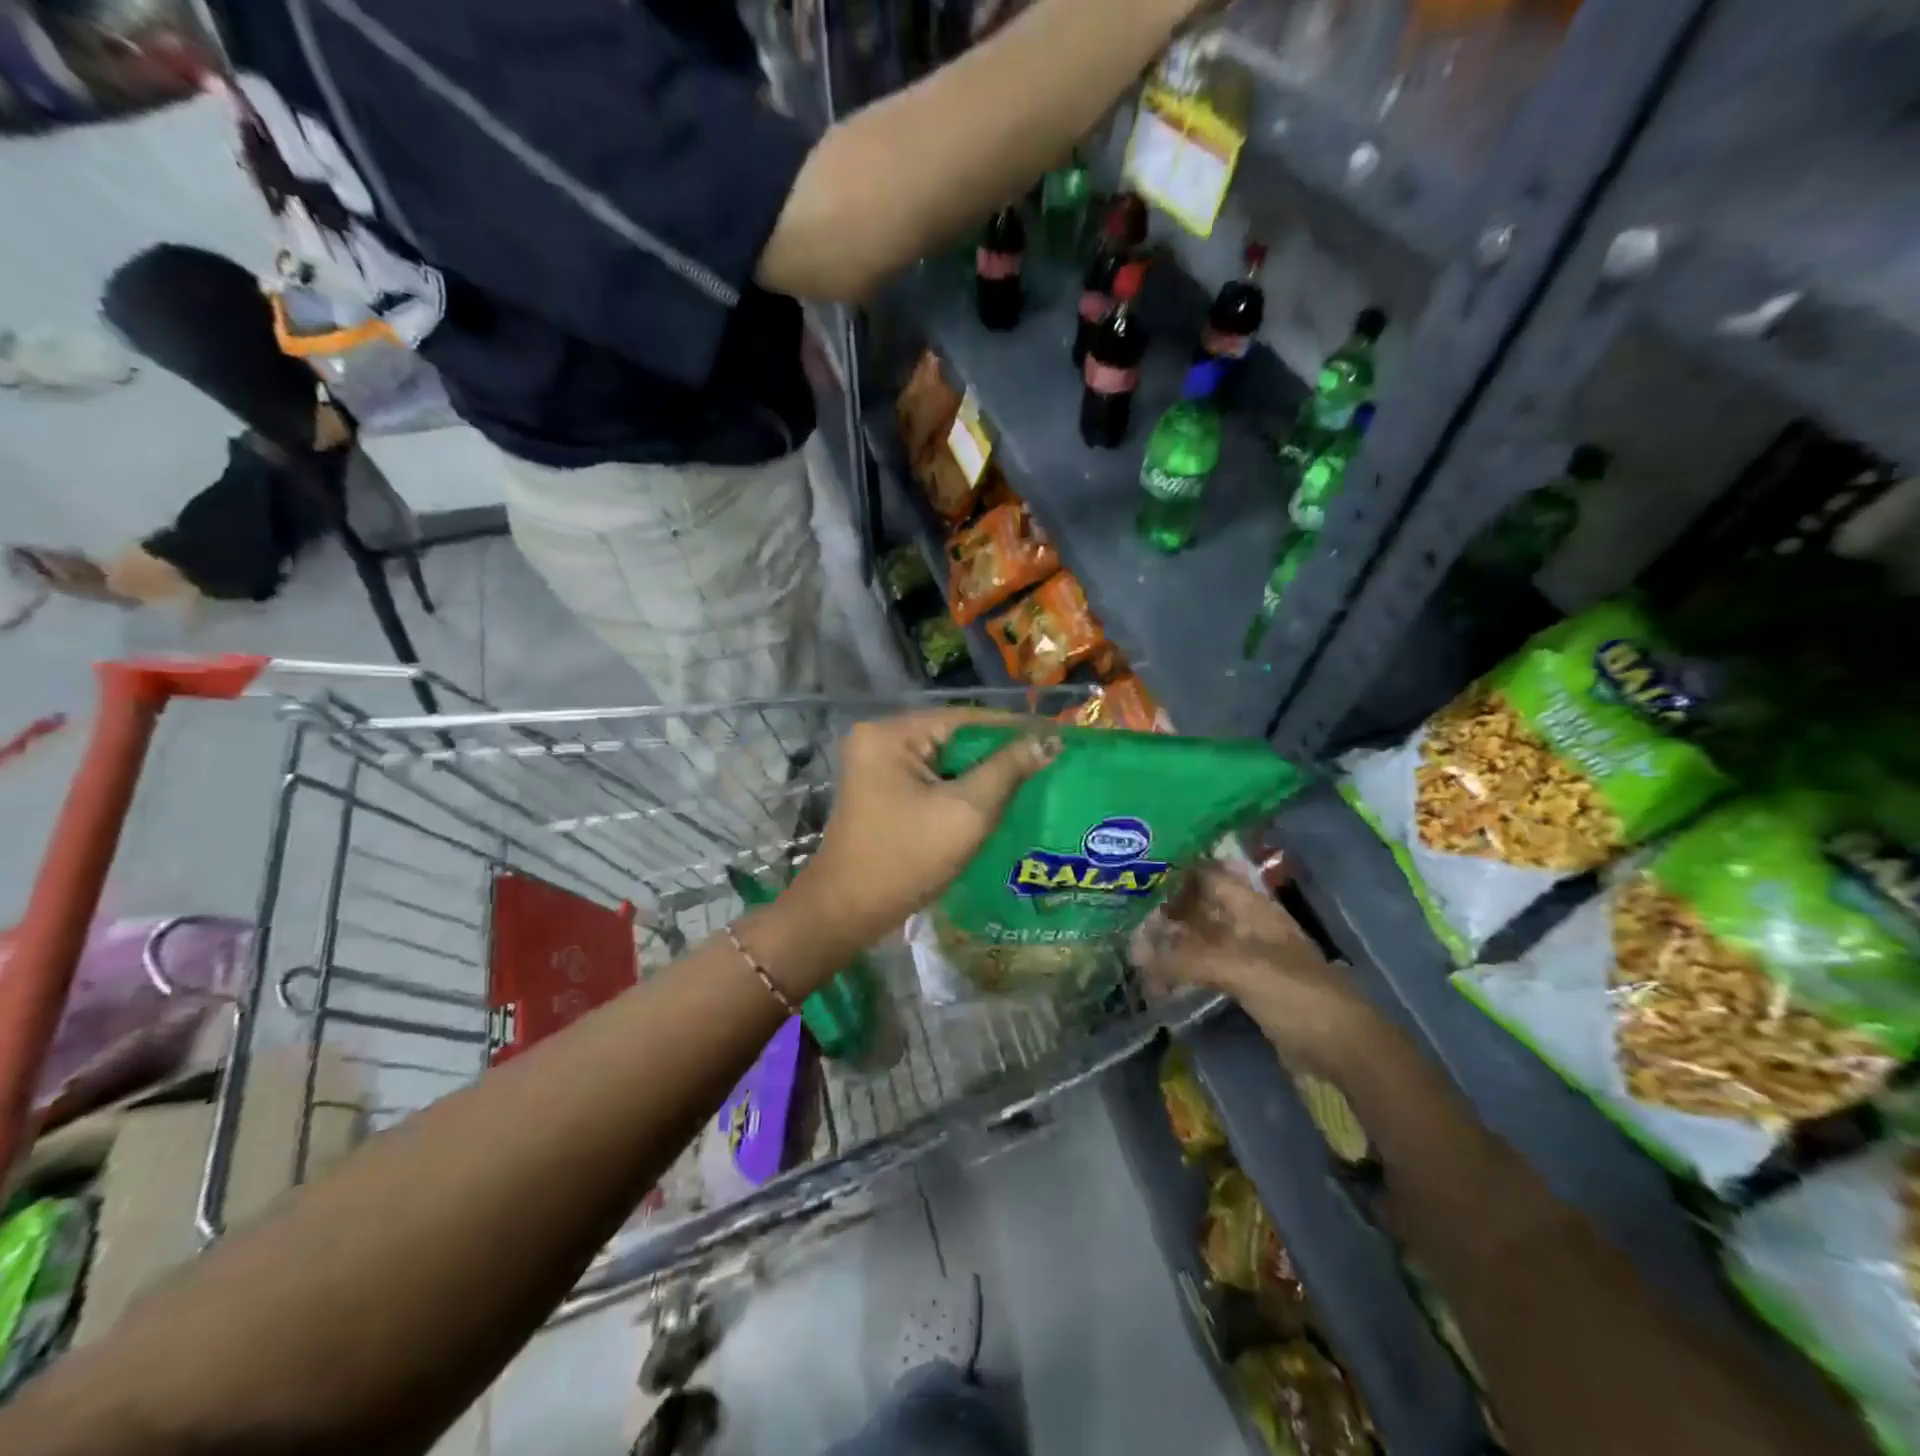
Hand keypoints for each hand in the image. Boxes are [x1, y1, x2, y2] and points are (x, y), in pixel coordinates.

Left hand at [789, 709, 1057, 946]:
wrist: (847, 914)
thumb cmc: (906, 859)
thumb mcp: (966, 811)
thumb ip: (1007, 770)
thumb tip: (1048, 740)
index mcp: (891, 734)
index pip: (966, 718)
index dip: (1014, 727)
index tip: (1057, 737)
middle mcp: (879, 740)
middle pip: (954, 737)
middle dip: (999, 753)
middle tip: (1049, 761)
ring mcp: (877, 767)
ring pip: (945, 761)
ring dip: (983, 773)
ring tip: (1032, 780)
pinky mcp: (882, 792)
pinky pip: (932, 780)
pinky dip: (961, 789)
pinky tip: (996, 801)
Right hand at [1136, 863, 1383, 1079]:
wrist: (1343, 1049)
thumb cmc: (1296, 994)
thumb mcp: (1239, 968)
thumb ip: (1186, 959)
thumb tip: (1135, 953)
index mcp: (1253, 909)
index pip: (1209, 875)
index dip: (1177, 871)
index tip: (1138, 873)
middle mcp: (1249, 925)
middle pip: (1203, 907)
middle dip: (1168, 908)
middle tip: (1126, 911)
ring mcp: (1249, 957)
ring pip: (1203, 938)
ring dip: (1173, 940)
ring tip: (1134, 943)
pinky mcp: (1248, 986)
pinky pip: (1207, 968)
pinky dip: (1184, 968)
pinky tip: (1160, 974)